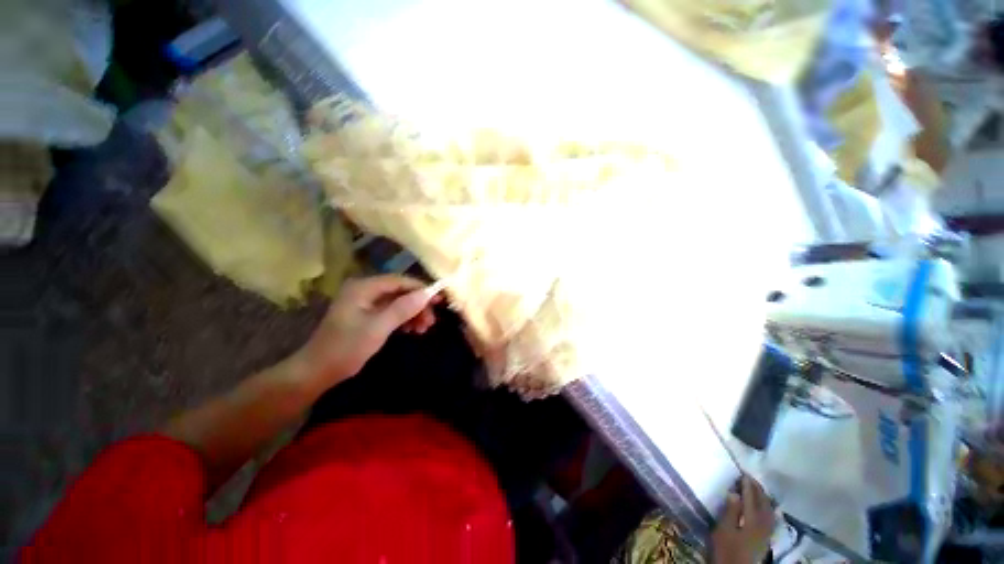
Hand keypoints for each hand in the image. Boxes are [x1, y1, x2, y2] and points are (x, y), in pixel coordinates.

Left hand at [293, 275, 439, 390]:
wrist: (317, 372)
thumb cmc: (346, 348)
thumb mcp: (378, 328)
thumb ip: (403, 309)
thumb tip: (427, 294)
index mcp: (363, 288)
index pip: (399, 281)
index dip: (421, 289)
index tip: (439, 300)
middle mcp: (365, 290)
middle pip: (400, 292)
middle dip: (417, 305)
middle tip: (431, 321)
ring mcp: (365, 303)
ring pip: (397, 303)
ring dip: (412, 314)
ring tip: (423, 329)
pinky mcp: (366, 315)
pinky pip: (391, 312)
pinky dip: (403, 320)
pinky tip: (411, 330)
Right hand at [711, 476, 775, 563]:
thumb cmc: (726, 550)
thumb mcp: (723, 531)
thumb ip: (730, 511)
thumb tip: (733, 492)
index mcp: (752, 521)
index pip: (751, 498)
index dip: (747, 484)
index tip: (742, 472)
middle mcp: (763, 525)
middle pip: (764, 503)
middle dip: (758, 489)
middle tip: (749, 477)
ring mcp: (766, 533)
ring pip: (769, 511)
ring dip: (764, 498)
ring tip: (757, 488)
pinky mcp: (765, 539)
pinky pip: (770, 518)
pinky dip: (767, 508)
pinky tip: (764, 508)